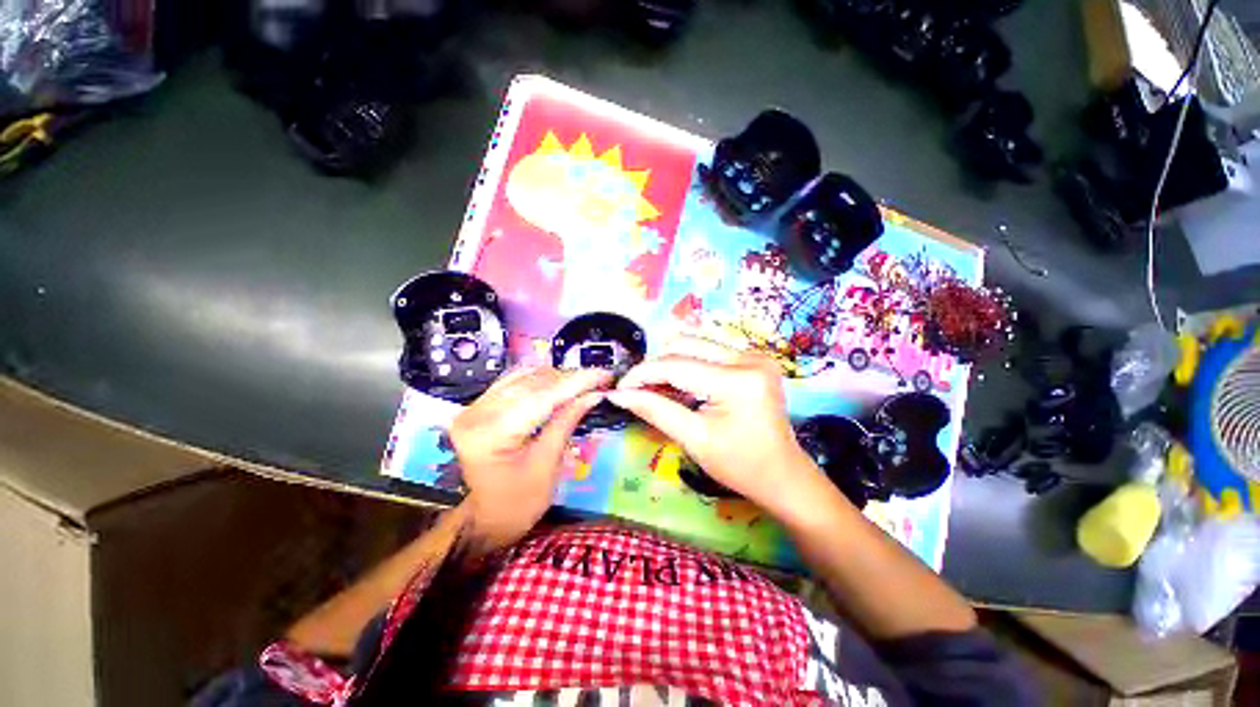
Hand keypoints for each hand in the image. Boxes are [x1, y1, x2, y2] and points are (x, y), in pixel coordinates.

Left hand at [450, 366, 611, 545]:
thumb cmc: (516, 505)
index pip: (542, 396)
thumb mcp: (546, 467)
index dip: (577, 383)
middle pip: (533, 382)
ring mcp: (475, 406)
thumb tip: (593, 395)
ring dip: (557, 377)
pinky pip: (514, 382)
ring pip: (524, 377)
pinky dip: (540, 380)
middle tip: (600, 378)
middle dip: (570, 378)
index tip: (605, 375)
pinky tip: (559, 383)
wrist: (480, 521)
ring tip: (584, 382)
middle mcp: (477, 411)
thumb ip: (566, 423)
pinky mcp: (479, 406)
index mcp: (491, 433)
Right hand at [607, 335, 819, 516]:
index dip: (642, 374)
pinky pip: (709, 352)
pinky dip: (688, 365)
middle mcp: (749, 358)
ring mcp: (754, 355)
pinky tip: (680, 386)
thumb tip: (620, 395)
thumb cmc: (740, 465)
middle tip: (638, 390)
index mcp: (737, 381)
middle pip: (685, 345)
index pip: (676, 365)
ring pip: (695, 345)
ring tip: (657, 389)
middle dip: (656, 366)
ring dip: (670, 363)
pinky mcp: (753, 359)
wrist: (783, 474)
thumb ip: (655, 410)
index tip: (619, 388)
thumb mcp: (694, 439)